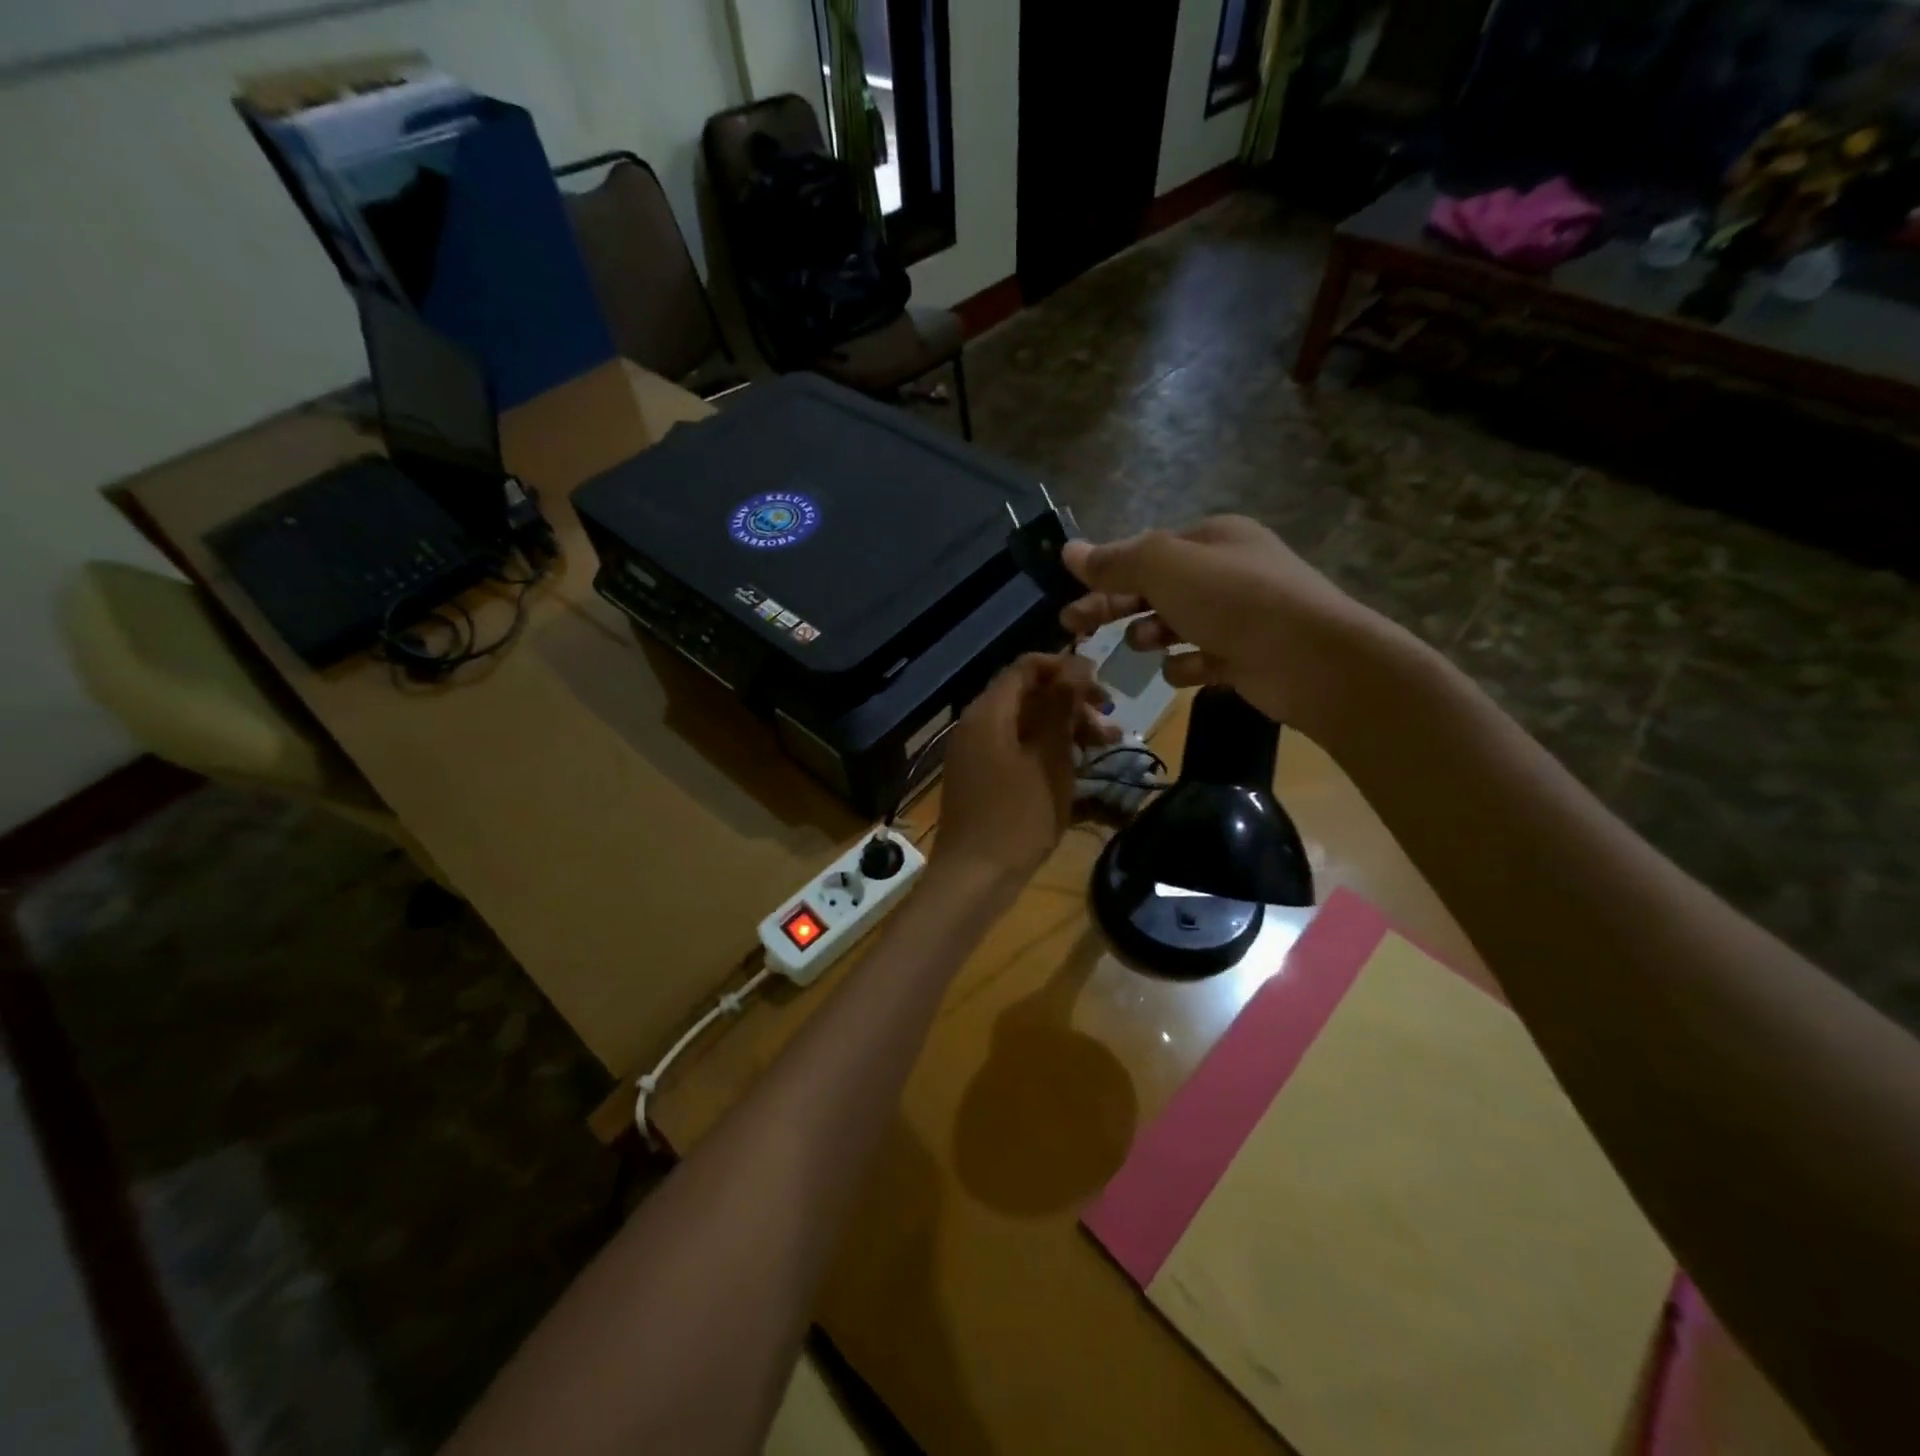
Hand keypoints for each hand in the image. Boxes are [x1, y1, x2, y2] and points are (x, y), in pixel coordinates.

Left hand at [931, 653, 1115, 895]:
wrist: (975, 877)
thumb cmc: (1017, 817)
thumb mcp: (1048, 760)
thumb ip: (1060, 709)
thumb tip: (1075, 667)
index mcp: (988, 712)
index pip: (1026, 668)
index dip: (1066, 669)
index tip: (1102, 687)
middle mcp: (977, 724)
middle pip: (1028, 695)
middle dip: (1072, 703)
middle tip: (1110, 724)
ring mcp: (977, 752)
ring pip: (1026, 724)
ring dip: (1065, 728)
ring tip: (1105, 746)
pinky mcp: (983, 777)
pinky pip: (1017, 748)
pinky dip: (1047, 750)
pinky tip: (1078, 766)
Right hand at [1059, 515, 1396, 738]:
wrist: (1312, 660)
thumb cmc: (1234, 601)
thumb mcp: (1165, 568)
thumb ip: (1116, 561)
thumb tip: (1068, 550)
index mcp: (1211, 539)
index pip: (1146, 552)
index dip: (1106, 573)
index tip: (1070, 599)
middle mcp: (1225, 572)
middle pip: (1154, 589)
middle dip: (1115, 606)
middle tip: (1074, 628)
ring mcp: (1238, 617)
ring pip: (1175, 625)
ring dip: (1152, 634)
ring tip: (1145, 643)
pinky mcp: (1245, 658)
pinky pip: (1200, 659)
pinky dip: (1188, 666)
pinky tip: (1185, 671)